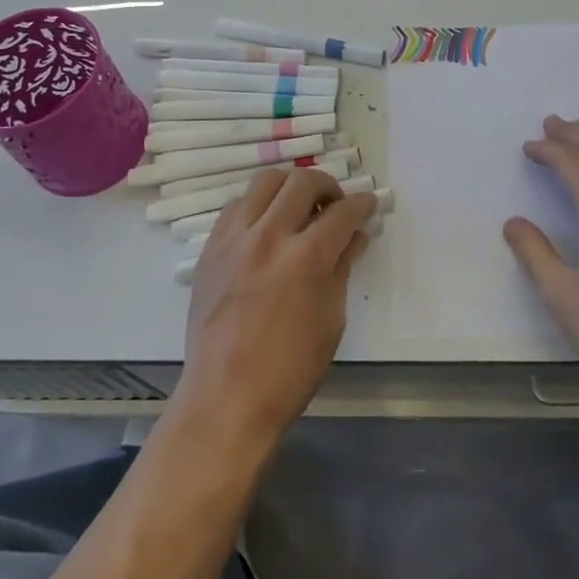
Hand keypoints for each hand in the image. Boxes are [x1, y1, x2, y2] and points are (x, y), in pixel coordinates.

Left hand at [174, 168, 377, 448]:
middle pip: (302, 181)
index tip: (368, 204)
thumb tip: (355, 237)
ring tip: (299, 208)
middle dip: (328, 185)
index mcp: (306, 258)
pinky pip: (236, 206)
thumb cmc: (289, 369)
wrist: (225, 398)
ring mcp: (234, 239)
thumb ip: (342, 268)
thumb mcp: (330, 320)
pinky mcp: (210, 248)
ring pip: (265, 182)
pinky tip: (266, 226)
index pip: (342, 212)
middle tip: (335, 205)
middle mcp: (269, 236)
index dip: (362, 204)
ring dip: (290, 187)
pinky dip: (257, 205)